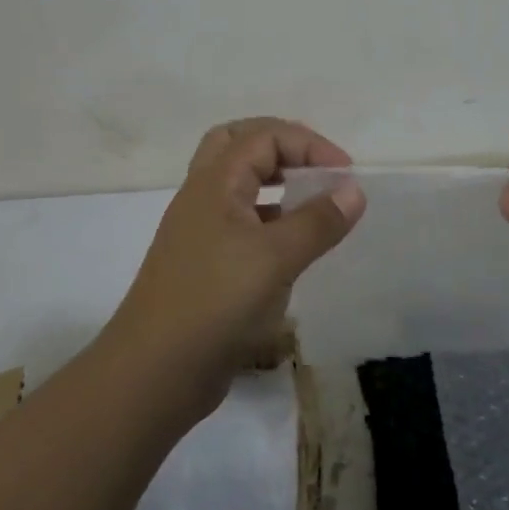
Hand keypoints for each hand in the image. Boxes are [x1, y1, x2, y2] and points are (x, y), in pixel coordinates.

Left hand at [108, 118, 365, 416]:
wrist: (154, 373)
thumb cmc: (215, 302)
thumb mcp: (276, 258)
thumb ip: (318, 221)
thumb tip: (354, 190)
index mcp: (214, 182)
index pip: (264, 136)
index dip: (308, 144)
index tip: (345, 173)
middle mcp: (202, 196)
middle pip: (237, 145)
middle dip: (281, 146)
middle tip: (315, 166)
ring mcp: (199, 231)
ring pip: (236, 184)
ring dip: (273, 181)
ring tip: (310, 201)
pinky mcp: (203, 264)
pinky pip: (239, 222)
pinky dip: (268, 218)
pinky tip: (291, 246)